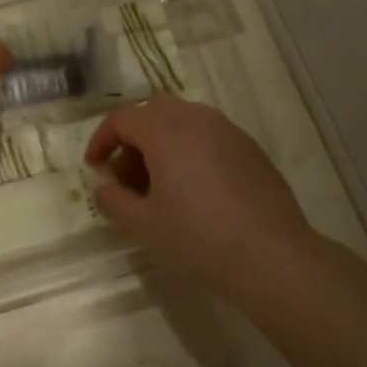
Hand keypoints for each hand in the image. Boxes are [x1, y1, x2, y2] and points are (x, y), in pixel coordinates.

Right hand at [84, 97, 316, 295]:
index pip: (122, 118)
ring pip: (183, 121)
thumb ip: (113, 200)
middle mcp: (196, 118)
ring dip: (163, 142)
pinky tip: (195, 190)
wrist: (271, 255)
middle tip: (128, 176)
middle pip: (153, 112)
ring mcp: (227, 129)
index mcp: (165, 129)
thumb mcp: (142, 225)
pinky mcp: (249, 147)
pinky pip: (208, 136)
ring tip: (161, 185)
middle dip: (133, 138)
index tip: (95, 168)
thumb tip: (105, 186)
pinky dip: (190, 150)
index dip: (101, 140)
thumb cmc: (197, 237)